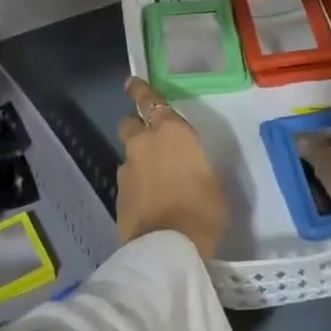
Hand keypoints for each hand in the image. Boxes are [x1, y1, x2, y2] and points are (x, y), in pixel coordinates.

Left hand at [115, 77, 227, 261]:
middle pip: (130, 124)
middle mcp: (144, 144)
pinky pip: (128, 182)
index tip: (131, 82)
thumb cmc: (203, 210)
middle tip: (149, 137)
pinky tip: (150, 203)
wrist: (167, 248)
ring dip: (138, 162)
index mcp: (172, 133)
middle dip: (136, 126)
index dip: (141, 91)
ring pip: (129, 156)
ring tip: (156, 181)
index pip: (151, 101)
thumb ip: (194, 165)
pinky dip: (136, 186)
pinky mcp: (118, 196)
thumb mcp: (213, 182)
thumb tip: (187, 167)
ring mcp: (127, 171)